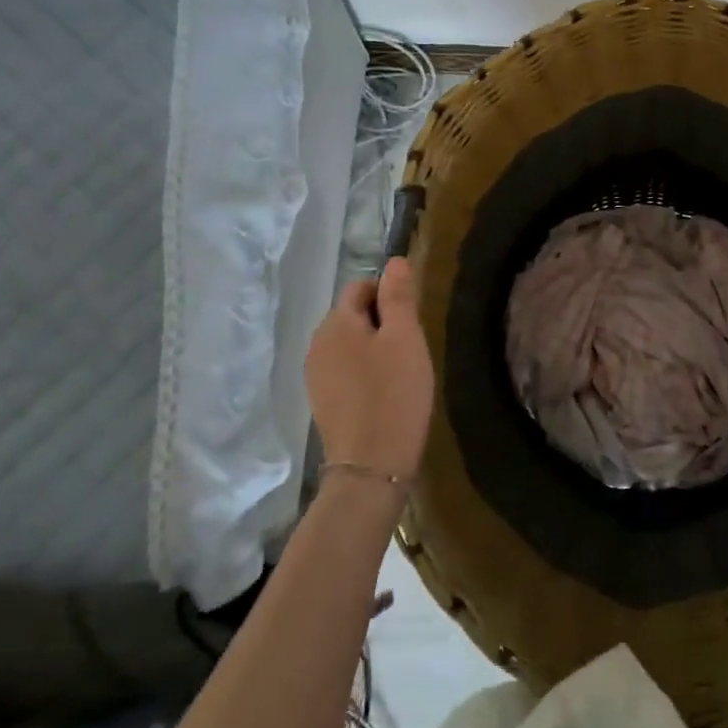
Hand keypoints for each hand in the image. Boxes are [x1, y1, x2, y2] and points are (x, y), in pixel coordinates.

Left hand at [305, 258, 434, 482]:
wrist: (371, 467)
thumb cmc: (394, 394)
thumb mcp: (405, 338)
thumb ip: (398, 296)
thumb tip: (394, 260)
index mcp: (335, 323)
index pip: (361, 286)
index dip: (389, 295)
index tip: (412, 322)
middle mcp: (317, 343)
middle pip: (353, 315)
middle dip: (382, 322)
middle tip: (410, 349)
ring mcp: (315, 375)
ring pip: (350, 343)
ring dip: (374, 348)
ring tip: (399, 372)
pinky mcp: (321, 400)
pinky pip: (345, 369)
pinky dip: (364, 371)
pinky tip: (383, 393)